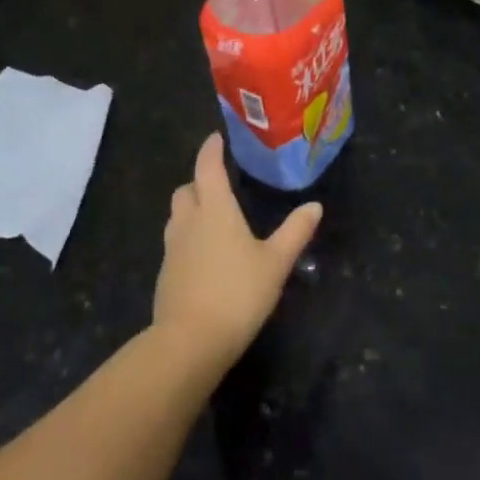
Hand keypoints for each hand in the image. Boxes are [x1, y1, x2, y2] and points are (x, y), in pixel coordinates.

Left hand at [154, 133, 321, 372]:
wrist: (190, 342)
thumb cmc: (237, 293)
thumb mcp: (276, 262)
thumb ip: (295, 231)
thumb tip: (314, 205)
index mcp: (215, 209)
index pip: (207, 168)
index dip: (211, 150)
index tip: (216, 138)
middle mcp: (188, 222)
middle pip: (186, 190)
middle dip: (199, 180)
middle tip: (219, 181)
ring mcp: (172, 249)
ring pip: (177, 216)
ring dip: (191, 208)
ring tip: (213, 215)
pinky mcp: (165, 275)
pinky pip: (175, 242)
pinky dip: (188, 237)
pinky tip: (205, 254)